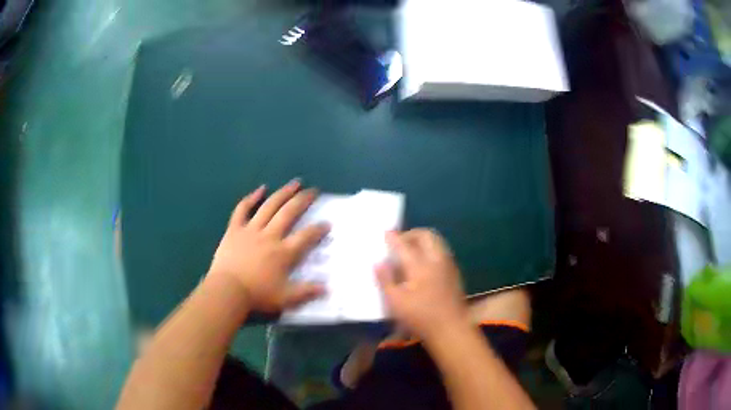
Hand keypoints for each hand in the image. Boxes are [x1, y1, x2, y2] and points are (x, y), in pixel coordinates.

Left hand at [208, 179, 328, 312]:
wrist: (227, 290)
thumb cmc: (257, 295)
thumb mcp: (285, 298)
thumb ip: (306, 292)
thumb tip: (327, 288)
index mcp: (284, 253)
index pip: (306, 237)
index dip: (318, 229)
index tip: (327, 223)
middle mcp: (270, 236)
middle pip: (289, 213)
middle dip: (303, 200)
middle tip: (313, 191)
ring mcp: (251, 229)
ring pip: (270, 206)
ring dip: (283, 193)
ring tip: (295, 183)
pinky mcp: (235, 229)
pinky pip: (243, 209)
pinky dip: (251, 198)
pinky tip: (261, 188)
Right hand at [376, 229, 467, 338]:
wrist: (450, 328)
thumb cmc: (419, 317)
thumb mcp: (395, 302)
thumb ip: (386, 280)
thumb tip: (379, 263)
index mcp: (419, 265)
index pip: (404, 245)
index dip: (394, 238)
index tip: (386, 232)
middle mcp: (436, 260)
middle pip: (426, 235)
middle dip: (412, 234)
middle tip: (401, 242)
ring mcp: (448, 266)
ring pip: (437, 242)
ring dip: (423, 241)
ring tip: (412, 251)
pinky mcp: (454, 273)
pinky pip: (442, 252)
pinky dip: (431, 250)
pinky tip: (424, 264)